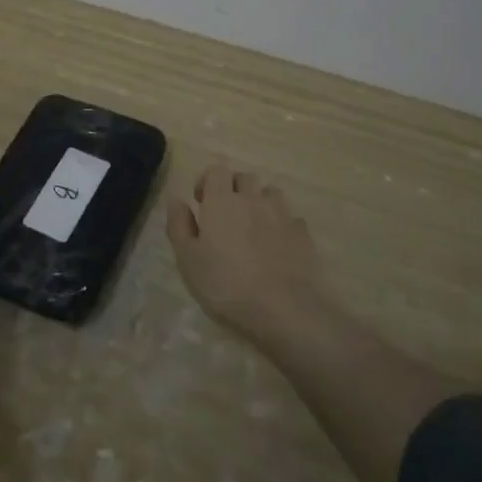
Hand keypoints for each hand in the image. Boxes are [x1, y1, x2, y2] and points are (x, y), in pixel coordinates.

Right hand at [167, 162, 326, 343]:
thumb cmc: (227, 286)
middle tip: (227, 217)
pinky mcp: (304, 235)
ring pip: (271, 194)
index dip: (207, 181)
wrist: (286, 310)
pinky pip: (291, 219)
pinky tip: (278, 249)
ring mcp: (282, 215)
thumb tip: (177, 201)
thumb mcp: (188, 261)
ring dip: (261, 204)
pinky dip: (282, 227)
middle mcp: (253, 199)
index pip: (216, 170)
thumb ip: (179, 226)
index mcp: (222, 201)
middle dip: (234, 190)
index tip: (201, 202)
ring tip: (254, 230)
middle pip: (245, 178)